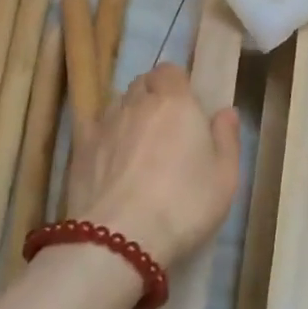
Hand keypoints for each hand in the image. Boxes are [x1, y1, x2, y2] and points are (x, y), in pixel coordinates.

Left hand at [72, 63, 240, 271]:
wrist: (120, 238)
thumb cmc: (184, 204)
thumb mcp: (225, 177)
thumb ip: (227, 138)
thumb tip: (226, 112)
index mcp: (175, 102)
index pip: (170, 70)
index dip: (177, 83)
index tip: (186, 105)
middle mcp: (138, 103)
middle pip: (143, 83)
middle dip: (153, 94)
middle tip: (165, 124)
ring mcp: (105, 124)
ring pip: (118, 104)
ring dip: (129, 114)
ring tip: (138, 143)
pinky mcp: (80, 149)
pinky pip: (94, 128)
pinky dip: (104, 135)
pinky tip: (109, 156)